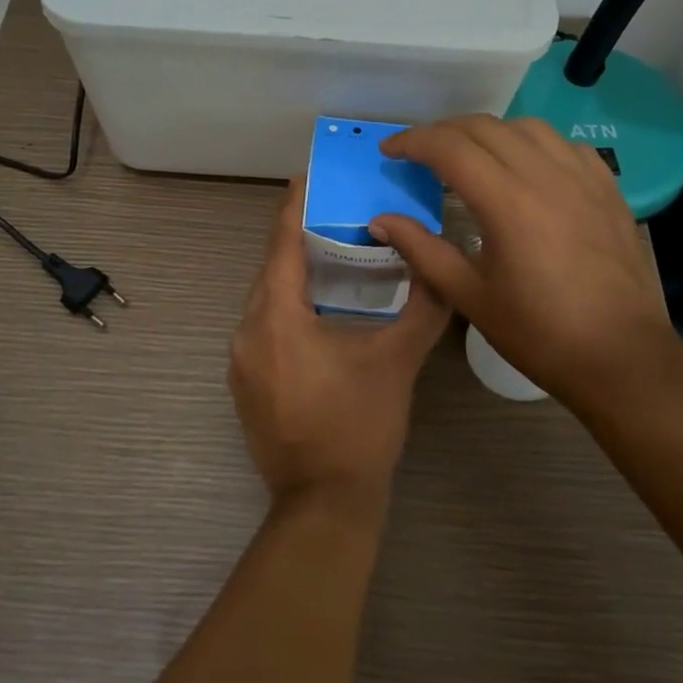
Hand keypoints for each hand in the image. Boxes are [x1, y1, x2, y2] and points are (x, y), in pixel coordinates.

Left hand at [229, 180, 450, 510]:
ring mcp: (240, 361)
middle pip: (271, 270)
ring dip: (293, 276)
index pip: (282, 246)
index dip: (293, 208)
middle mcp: (248, 331)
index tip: (307, 177)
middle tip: (335, 214)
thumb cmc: (360, 426)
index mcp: (277, 318)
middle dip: (298, 239)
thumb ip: (423, 307)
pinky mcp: (244, 383)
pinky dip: (286, 308)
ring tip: (331, 255)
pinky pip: (262, 326)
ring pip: (265, 299)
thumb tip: (441, 266)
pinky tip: (318, 310)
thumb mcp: (397, 361)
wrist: (324, 505)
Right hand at [370, 115, 678, 404]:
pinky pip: (564, 145)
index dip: (413, 142)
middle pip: (484, 127)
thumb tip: (380, 221)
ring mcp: (582, 178)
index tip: (389, 151)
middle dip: (443, 132)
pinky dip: (533, 143)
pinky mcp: (607, 189)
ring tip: (469, 154)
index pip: (449, 148)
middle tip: (419, 153)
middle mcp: (545, 176)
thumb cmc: (539, 333)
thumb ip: (422, 249)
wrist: (622, 358)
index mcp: (506, 202)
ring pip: (526, 128)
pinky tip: (525, 166)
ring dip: (488, 132)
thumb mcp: (469, 295)